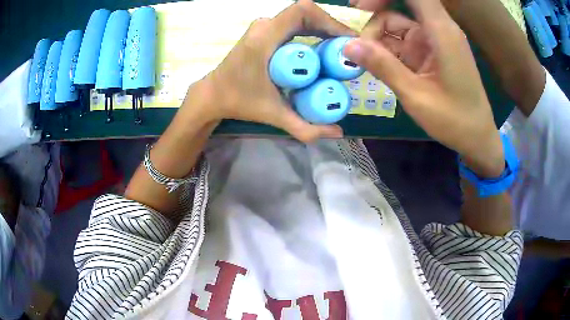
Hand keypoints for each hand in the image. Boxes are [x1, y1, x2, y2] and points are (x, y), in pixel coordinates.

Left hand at [185, 0, 354, 142]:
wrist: (213, 95)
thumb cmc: (239, 102)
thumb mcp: (274, 115)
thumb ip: (306, 128)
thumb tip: (338, 133)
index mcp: (265, 38)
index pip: (303, 12)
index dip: (330, 22)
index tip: (347, 42)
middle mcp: (264, 25)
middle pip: (306, 13)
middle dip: (331, 28)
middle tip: (348, 51)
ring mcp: (264, 26)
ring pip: (301, 17)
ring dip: (323, 29)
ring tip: (339, 51)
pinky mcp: (265, 31)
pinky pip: (294, 24)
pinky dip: (312, 32)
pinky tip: (322, 50)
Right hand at [344, 0, 504, 176]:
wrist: (477, 137)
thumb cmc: (454, 120)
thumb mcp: (416, 96)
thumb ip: (383, 66)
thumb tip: (347, 45)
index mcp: (441, 31)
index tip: (360, 8)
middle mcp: (438, 28)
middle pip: (400, 4)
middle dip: (373, 14)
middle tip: (352, 35)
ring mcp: (434, 39)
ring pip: (398, 21)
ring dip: (377, 34)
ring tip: (361, 55)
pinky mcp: (430, 50)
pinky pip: (403, 38)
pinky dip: (386, 46)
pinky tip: (375, 60)